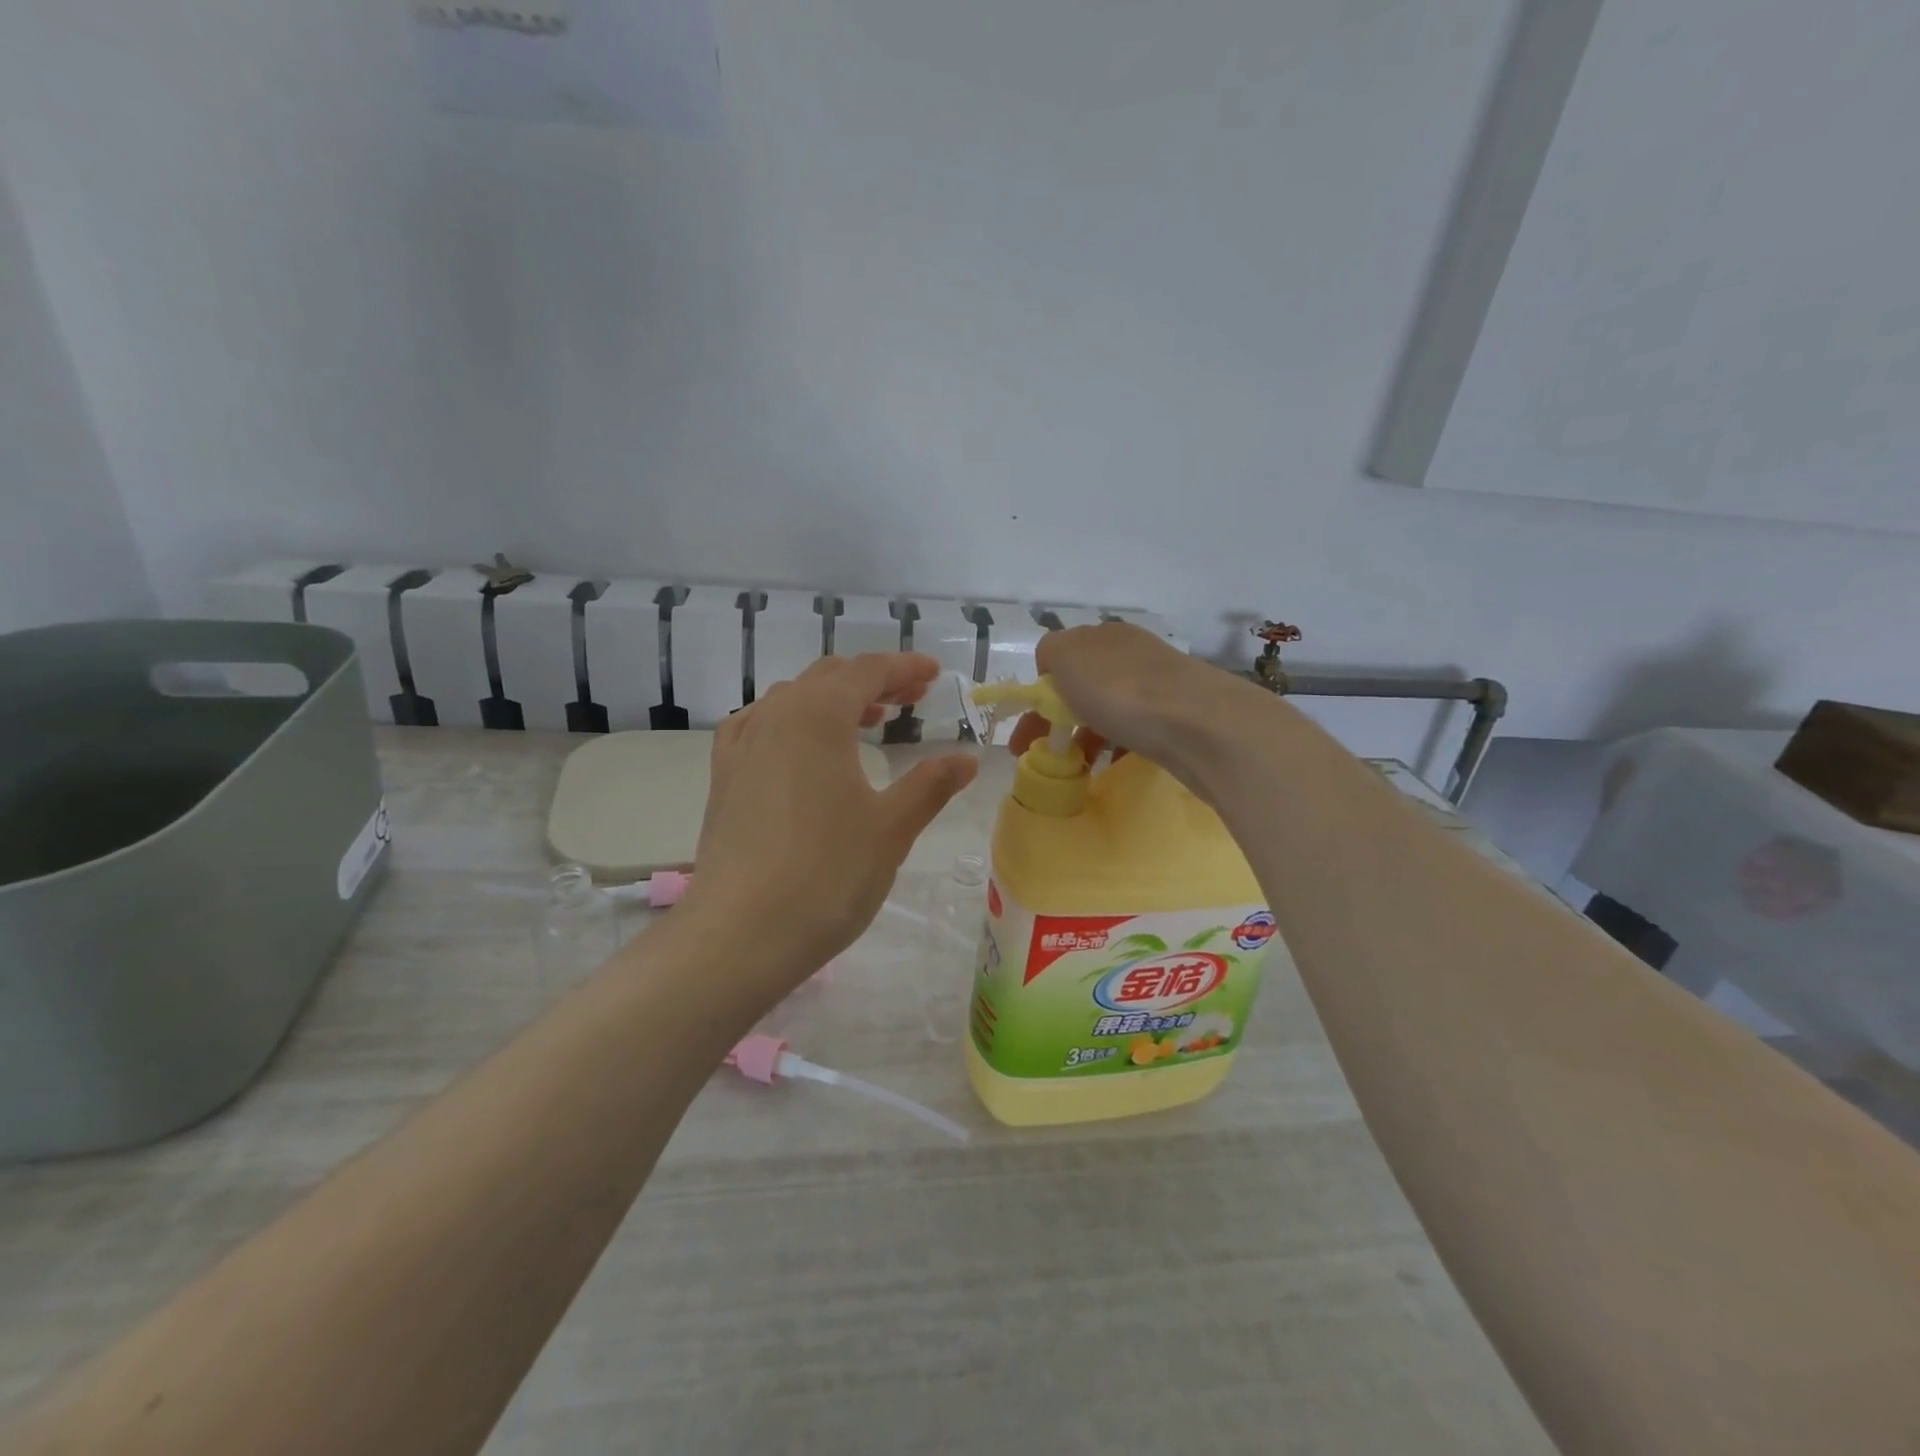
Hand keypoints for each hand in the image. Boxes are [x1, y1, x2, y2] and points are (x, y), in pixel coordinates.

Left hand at [685, 653, 979, 994]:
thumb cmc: (827, 874)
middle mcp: (774, 716)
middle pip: (829, 678)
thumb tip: (966, 759)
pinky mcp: (724, 778)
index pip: (867, 671)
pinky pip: (761, 727)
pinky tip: (801, 747)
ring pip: (793, 700)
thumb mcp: (892, 827)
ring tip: (868, 720)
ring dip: (834, 700)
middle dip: (873, 681)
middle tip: (912, 697)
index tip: (935, 675)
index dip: (904, 668)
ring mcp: (742, 746)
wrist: (740, 934)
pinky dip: (793, 723)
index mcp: (817, 715)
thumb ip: (930, 784)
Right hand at [1007, 621, 1234, 777]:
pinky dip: (1115, 745)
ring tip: (1076, 766)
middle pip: (1083, 684)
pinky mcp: (1178, 716)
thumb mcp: (1066, 657)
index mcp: (1103, 635)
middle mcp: (1131, 653)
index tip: (1029, 730)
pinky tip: (1110, 764)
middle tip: (1045, 755)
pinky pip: (1134, 728)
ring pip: (1108, 708)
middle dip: (1059, 718)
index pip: (1059, 658)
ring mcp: (1158, 684)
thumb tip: (1054, 666)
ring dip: (1086, 734)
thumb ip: (1050, 653)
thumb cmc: (1121, 690)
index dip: (1039, 693)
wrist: (1200, 725)